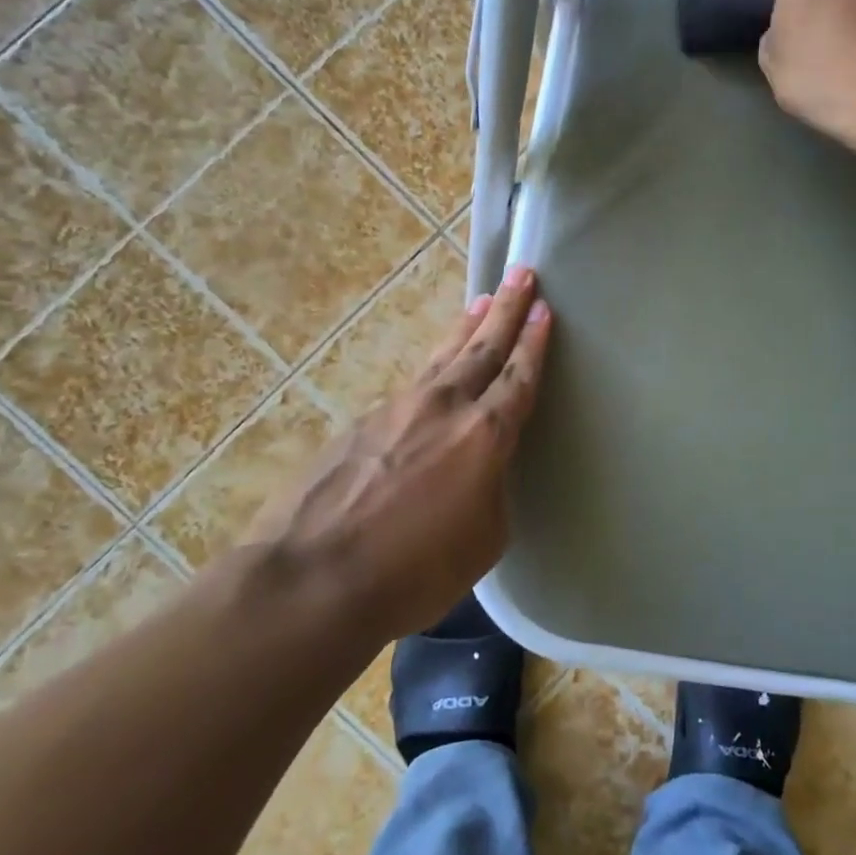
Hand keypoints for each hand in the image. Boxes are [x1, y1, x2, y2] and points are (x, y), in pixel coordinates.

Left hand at [242, 268, 552, 641]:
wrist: (311, 580)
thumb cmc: (413, 572)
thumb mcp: (482, 540)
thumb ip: (490, 491)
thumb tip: (478, 473)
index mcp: (483, 435)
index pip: (518, 377)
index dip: (535, 343)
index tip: (544, 310)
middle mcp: (443, 407)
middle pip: (482, 347)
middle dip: (507, 309)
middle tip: (522, 274)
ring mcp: (396, 409)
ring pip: (441, 357)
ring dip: (466, 328)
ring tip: (482, 301)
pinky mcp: (359, 423)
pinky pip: (409, 387)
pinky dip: (430, 370)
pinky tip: (432, 377)